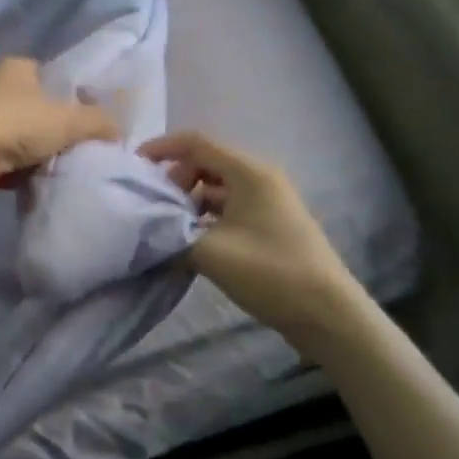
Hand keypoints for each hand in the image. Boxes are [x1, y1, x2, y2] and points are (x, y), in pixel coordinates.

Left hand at [0, 58, 118, 203]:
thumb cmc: (16, 124)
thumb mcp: (69, 119)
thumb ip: (98, 121)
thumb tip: (118, 130)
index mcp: (17, 68)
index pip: (53, 76)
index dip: (73, 96)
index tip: (90, 121)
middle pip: (38, 109)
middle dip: (57, 130)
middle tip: (80, 149)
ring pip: (23, 138)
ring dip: (38, 154)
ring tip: (61, 169)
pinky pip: (7, 161)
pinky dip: (20, 172)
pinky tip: (36, 183)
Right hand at [139, 130, 351, 334]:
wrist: (327, 314)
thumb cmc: (270, 273)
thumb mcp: (210, 253)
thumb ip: (170, 235)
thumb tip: (144, 230)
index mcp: (249, 173)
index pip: (196, 143)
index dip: (161, 148)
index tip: (132, 166)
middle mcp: (259, 179)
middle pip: (205, 163)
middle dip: (174, 180)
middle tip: (152, 208)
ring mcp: (266, 203)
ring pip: (215, 189)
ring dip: (187, 203)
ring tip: (166, 229)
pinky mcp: (268, 225)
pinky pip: (227, 210)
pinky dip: (204, 219)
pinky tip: (188, 244)